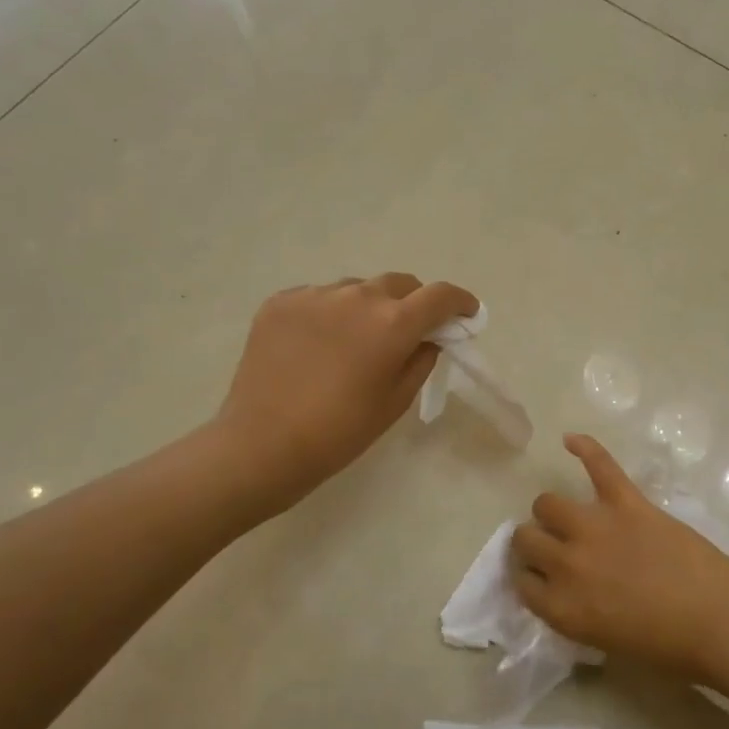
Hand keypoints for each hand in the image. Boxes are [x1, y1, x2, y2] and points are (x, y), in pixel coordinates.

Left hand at [212, 274, 479, 514]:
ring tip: (356, 341)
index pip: (440, 296)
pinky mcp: (280, 302)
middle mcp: (356, 296)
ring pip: (357, 289)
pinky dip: (330, 313)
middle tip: (409, 330)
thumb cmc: (339, 432)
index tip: (467, 314)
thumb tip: (428, 338)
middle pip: (399, 284)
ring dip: (369, 307)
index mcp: (392, 323)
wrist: (261, 445)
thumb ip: (421, 360)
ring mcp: (314, 295)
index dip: (461, 302)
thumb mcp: (395, 401)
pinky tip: (318, 344)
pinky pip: (319, 297)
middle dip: (414, 303)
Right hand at [511, 435, 728, 679]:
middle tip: (555, 548)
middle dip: (535, 543)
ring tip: (567, 516)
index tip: (539, 577)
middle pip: (526, 538)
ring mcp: (595, 527)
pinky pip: (599, 465)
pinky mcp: (626, 501)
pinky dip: (585, 448)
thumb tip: (564, 588)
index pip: (521, 583)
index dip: (529, 577)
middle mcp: (566, 564)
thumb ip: (573, 610)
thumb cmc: (667, 646)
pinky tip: (570, 440)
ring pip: (547, 503)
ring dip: (552, 512)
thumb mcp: (603, 640)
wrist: (718, 620)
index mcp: (561, 607)